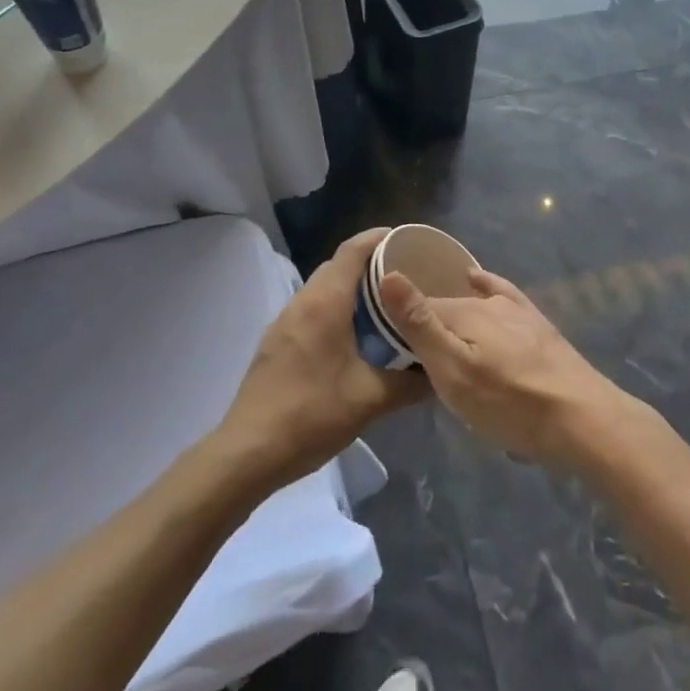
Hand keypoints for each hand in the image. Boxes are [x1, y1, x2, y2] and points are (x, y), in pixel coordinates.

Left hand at [217, 228, 429, 490]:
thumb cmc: (312, 415)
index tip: (408, 240)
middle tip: (405, 275)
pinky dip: (336, 307)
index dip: (379, 238)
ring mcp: (284, 321)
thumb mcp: (370, 400)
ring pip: (323, 288)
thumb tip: (441, 372)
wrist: (248, 452)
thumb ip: (411, 384)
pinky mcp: (277, 342)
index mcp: (325, 302)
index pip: (353, 250)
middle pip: (338, 265)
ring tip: (385, 304)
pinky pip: (312, 309)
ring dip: (351, 287)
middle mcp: (302, 301)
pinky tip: (354, 335)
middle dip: (370, 263)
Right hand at [377, 268, 639, 469]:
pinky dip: (486, 285)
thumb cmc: (509, 403)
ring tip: (436, 329)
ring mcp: (516, 311)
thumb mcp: (454, 372)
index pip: (418, 308)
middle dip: (426, 323)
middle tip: (408, 352)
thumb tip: (388, 274)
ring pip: (473, 304)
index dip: (398, 323)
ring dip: (453, 314)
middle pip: (446, 307)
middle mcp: (488, 302)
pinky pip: (503, 295)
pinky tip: (480, 281)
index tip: (383, 342)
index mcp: (463, 312)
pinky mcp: (537, 325)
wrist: (581, 418)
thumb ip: (420, 326)